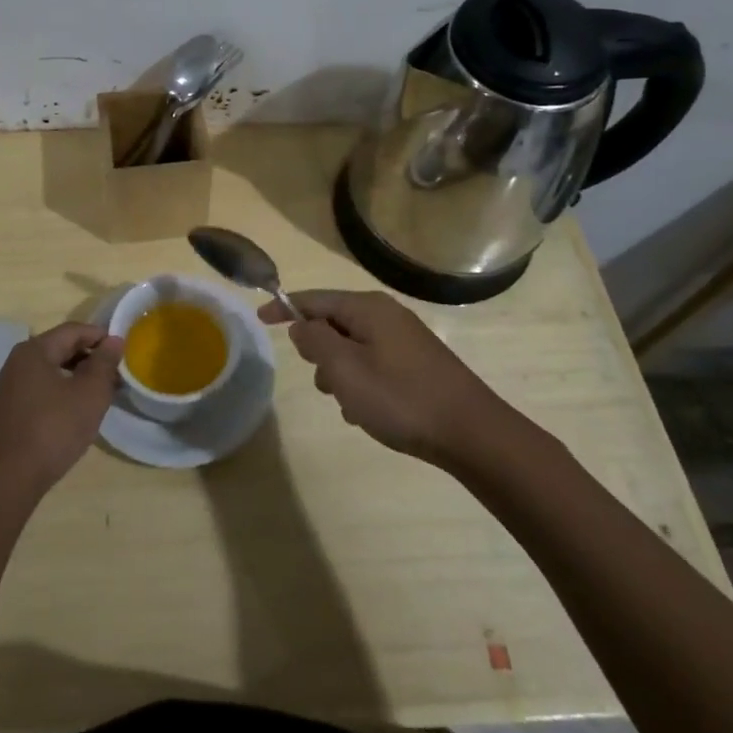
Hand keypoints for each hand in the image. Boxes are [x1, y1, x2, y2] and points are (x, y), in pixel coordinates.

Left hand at [0, 322, 122, 495]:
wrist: (9, 479)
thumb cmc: (53, 429)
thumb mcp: (89, 394)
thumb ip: (104, 363)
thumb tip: (114, 340)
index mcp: (35, 350)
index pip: (74, 330)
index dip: (101, 336)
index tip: (125, 351)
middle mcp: (19, 362)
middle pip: (61, 347)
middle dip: (91, 357)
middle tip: (117, 375)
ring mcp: (12, 387)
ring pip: (53, 370)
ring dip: (79, 376)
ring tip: (103, 393)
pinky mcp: (12, 409)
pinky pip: (44, 388)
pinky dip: (64, 391)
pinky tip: (79, 410)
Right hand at [259, 290, 511, 464]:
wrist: (472, 433)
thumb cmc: (400, 398)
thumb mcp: (345, 370)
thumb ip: (315, 342)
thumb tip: (301, 325)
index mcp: (367, 308)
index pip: (314, 299)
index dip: (285, 307)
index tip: (260, 319)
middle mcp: (387, 315)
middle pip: (334, 322)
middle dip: (319, 351)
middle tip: (322, 382)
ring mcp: (405, 339)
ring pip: (353, 347)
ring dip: (340, 373)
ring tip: (348, 405)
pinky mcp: (418, 363)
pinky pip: (374, 363)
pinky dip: (362, 382)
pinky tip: (368, 413)